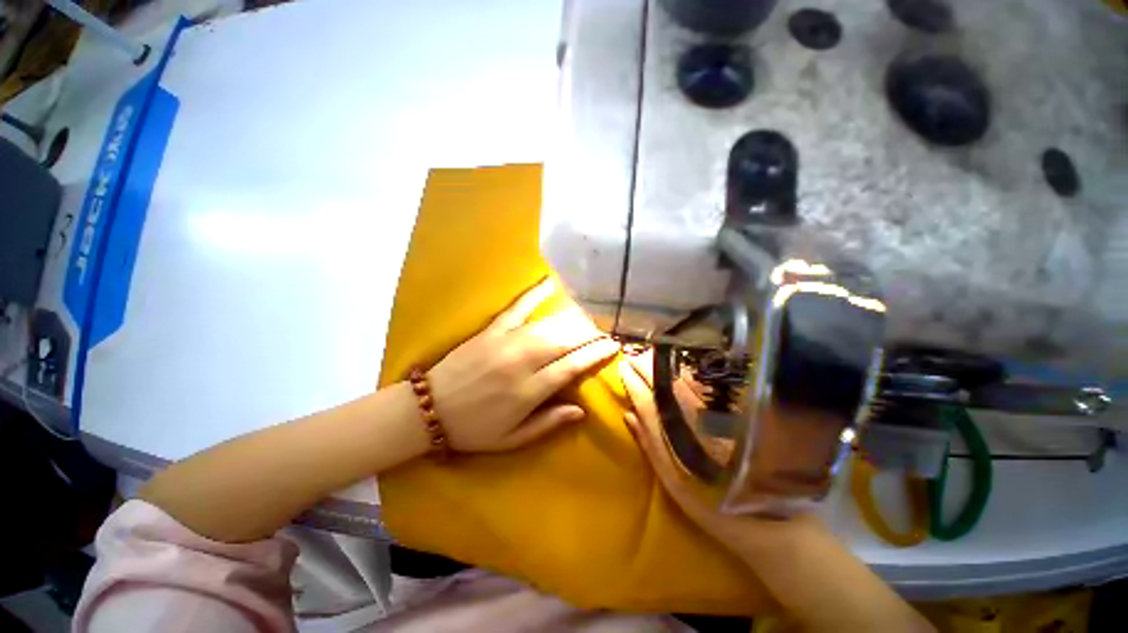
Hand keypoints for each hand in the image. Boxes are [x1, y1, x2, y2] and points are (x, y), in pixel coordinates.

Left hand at [428, 279, 619, 452]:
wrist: (428, 409)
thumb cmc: (472, 429)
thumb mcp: (512, 439)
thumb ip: (548, 423)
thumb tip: (581, 410)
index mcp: (528, 392)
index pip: (571, 367)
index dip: (595, 355)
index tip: (612, 346)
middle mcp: (522, 362)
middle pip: (564, 342)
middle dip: (588, 335)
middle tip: (603, 332)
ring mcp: (505, 342)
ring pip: (547, 326)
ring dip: (572, 320)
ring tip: (587, 319)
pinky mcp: (491, 330)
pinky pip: (517, 308)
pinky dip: (534, 295)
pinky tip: (550, 284)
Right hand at [620, 352, 820, 549]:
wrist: (771, 520)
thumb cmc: (715, 507)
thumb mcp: (675, 483)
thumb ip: (650, 445)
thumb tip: (628, 414)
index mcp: (680, 439)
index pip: (649, 401)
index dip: (633, 382)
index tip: (623, 367)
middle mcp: (699, 420)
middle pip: (668, 384)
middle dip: (648, 366)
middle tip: (635, 356)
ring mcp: (719, 414)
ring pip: (688, 380)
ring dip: (667, 364)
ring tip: (652, 354)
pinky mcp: (737, 411)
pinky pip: (708, 385)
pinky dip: (690, 371)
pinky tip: (681, 364)